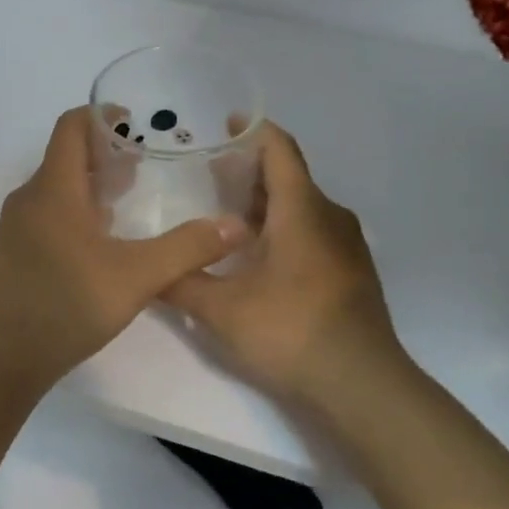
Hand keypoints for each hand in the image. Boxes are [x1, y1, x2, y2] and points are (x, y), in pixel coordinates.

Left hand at [0, 107, 249, 392]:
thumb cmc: (66, 307)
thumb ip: (187, 249)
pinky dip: (77, 211)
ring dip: (93, 185)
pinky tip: (103, 242)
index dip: (102, 116)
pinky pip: (48, 215)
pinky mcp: (13, 255)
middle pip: (66, 157)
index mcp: (53, 190)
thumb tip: (236, 226)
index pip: (71, 127)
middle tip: (146, 164)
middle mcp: (29, 200)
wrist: (1, 360)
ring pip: (57, 188)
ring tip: (131, 199)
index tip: (136, 123)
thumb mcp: (136, 277)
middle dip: (106, 153)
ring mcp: (16, 229)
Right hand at [164, 123, 405, 411]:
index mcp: (302, 209)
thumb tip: (147, 271)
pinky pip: (314, 234)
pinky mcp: (352, 273)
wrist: (361, 384)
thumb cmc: (291, 332)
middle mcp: (329, 217)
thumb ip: (181, 284)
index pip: (279, 150)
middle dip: (249, 174)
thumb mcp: (222, 310)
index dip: (253, 132)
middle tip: (207, 179)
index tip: (226, 124)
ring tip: (225, 220)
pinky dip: (284, 232)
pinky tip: (257, 260)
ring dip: (266, 207)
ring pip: (302, 209)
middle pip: (289, 179)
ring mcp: (347, 246)